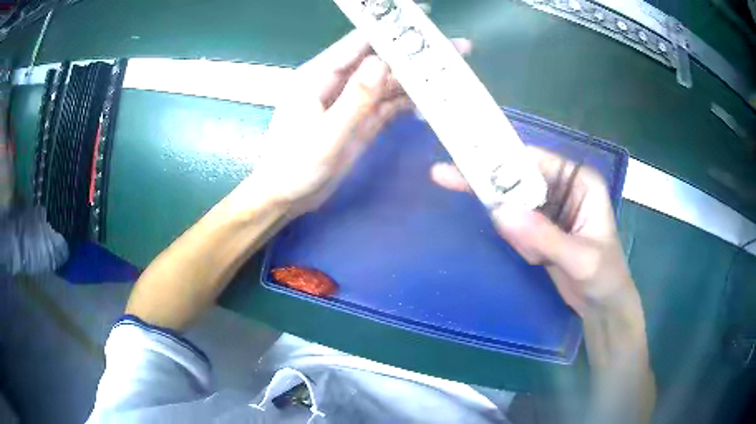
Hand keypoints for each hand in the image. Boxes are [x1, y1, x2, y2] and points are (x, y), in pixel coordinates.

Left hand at [249, 31, 471, 214]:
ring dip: (417, 79)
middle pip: (381, 61)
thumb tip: (381, 62)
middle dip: (414, 54)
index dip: (390, 29)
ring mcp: (351, 103)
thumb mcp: (325, 136)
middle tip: (454, 48)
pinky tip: (431, 102)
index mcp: (319, 76)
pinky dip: (408, 103)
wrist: (285, 199)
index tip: (422, 19)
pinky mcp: (360, 121)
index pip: (359, 43)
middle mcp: (337, 83)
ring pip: (388, 83)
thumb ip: (354, 100)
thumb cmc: (293, 168)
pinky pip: (388, 106)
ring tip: (451, 73)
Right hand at [431, 147, 635, 317]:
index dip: (501, 158)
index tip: (466, 158)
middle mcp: (563, 187)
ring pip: (512, 204)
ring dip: (515, 233)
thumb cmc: (604, 277)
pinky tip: (539, 261)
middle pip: (517, 177)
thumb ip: (544, 236)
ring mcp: (550, 208)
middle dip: (495, 191)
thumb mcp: (579, 258)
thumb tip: (499, 212)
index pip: (535, 160)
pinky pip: (514, 226)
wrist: (603, 306)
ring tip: (539, 257)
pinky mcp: (539, 228)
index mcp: (580, 181)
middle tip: (443, 175)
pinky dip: (518, 243)